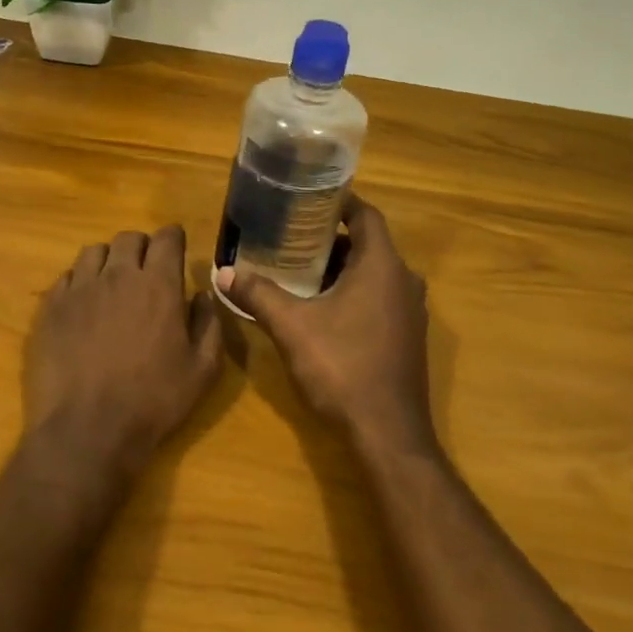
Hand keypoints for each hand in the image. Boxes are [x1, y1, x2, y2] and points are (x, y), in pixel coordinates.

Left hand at [24, 225, 223, 472]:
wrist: (88, 428)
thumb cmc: (154, 401)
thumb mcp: (202, 370)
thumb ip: (208, 324)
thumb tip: (202, 295)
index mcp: (158, 285)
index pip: (167, 238)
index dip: (173, 238)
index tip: (175, 248)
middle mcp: (117, 275)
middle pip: (128, 238)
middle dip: (141, 247)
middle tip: (146, 270)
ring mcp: (79, 289)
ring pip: (93, 252)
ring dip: (108, 261)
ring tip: (112, 284)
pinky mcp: (50, 308)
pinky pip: (66, 277)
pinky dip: (79, 282)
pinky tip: (83, 306)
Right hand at [217, 193, 435, 456]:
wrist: (386, 432)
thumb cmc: (341, 367)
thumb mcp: (291, 326)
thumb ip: (258, 294)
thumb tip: (222, 271)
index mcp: (382, 266)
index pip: (366, 216)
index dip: (339, 203)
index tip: (307, 199)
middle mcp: (403, 281)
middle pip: (367, 244)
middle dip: (329, 239)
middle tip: (289, 236)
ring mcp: (409, 312)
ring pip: (373, 274)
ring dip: (339, 268)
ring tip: (297, 269)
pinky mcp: (406, 337)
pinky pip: (379, 298)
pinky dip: (352, 292)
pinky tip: (320, 308)